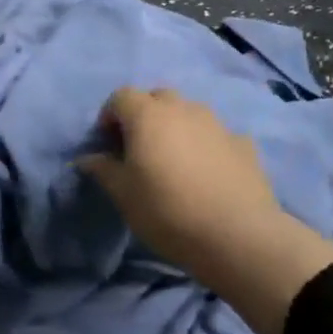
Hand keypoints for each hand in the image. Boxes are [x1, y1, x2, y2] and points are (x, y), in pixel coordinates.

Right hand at [78, 88, 283, 279]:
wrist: (238, 236)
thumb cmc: (167, 210)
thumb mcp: (123, 195)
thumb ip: (103, 170)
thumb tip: (88, 158)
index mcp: (147, 115)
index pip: (121, 96)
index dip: (110, 116)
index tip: (108, 144)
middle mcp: (183, 109)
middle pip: (157, 97)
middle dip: (144, 115)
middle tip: (139, 148)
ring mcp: (217, 124)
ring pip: (189, 112)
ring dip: (177, 127)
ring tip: (175, 160)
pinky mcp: (244, 144)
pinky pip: (217, 135)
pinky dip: (206, 144)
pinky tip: (208, 173)